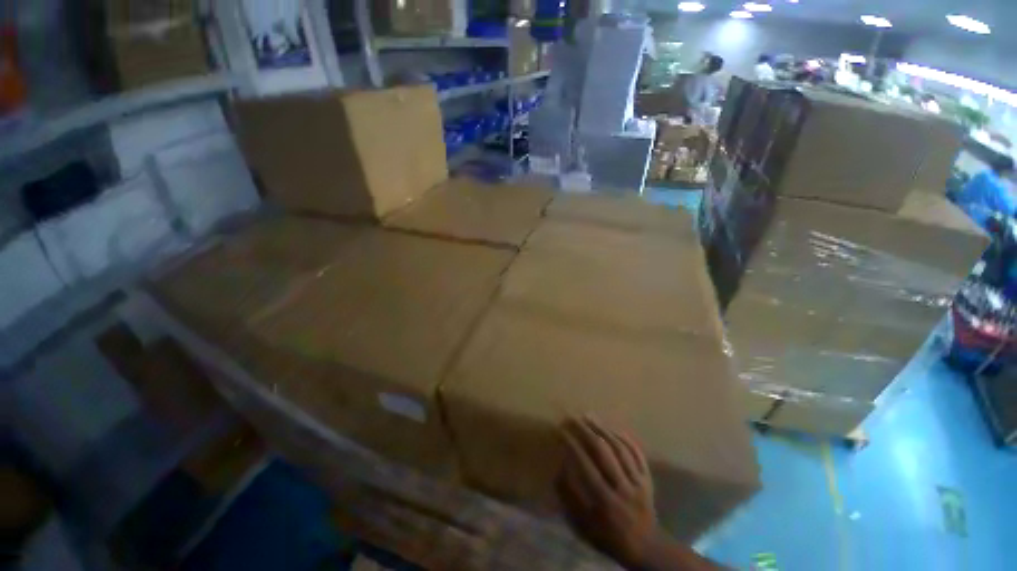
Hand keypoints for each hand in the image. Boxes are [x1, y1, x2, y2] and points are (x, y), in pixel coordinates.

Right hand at [557, 416, 657, 568]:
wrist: (647, 548)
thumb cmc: (609, 537)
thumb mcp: (583, 527)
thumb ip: (569, 498)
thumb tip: (559, 469)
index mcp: (605, 502)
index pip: (586, 465)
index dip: (572, 445)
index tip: (561, 430)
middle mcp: (623, 488)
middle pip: (603, 452)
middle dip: (586, 431)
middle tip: (573, 417)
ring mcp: (638, 481)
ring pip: (620, 448)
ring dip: (603, 429)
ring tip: (589, 416)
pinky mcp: (648, 478)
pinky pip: (637, 453)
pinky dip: (625, 438)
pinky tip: (613, 427)